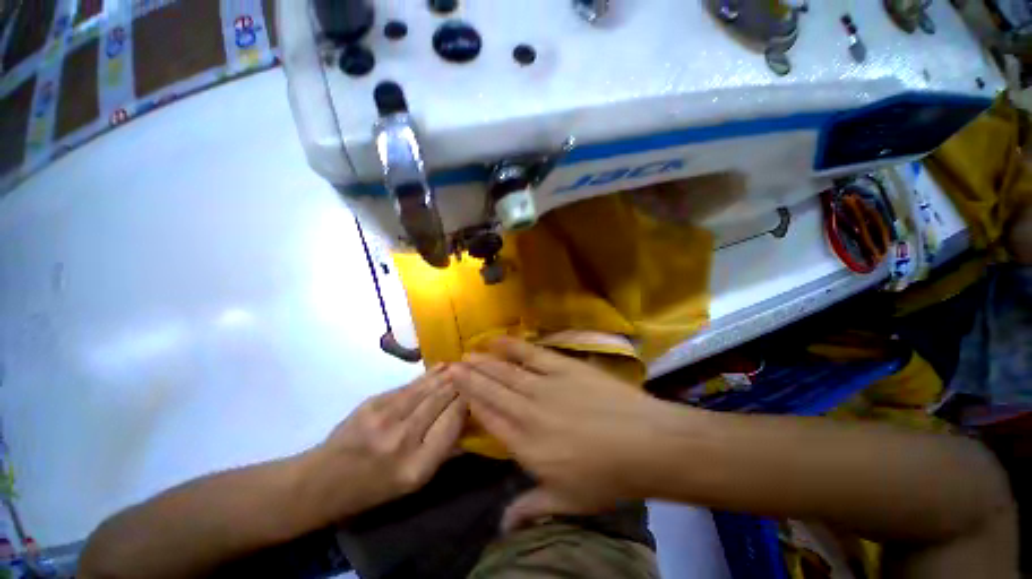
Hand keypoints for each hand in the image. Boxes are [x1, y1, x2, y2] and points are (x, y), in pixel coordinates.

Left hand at [303, 368, 466, 517]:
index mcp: (418, 465)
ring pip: (427, 388)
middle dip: (461, 384)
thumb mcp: (415, 482)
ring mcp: (386, 416)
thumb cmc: (375, 487)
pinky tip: (441, 368)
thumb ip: (445, 452)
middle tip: (475, 372)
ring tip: (462, 365)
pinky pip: (409, 385)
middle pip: (442, 400)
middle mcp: (404, 438)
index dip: (468, 402)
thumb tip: (470, 422)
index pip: (453, 422)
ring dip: (447, 375)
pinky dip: (428, 375)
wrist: (324, 480)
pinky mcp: (374, 402)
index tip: (478, 392)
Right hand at [447, 338, 696, 526]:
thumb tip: (502, 528)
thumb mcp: (567, 502)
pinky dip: (512, 346)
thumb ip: (531, 510)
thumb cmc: (607, 477)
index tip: (456, 391)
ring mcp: (545, 385)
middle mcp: (527, 411)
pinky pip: (531, 353)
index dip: (470, 403)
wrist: (645, 443)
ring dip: (483, 362)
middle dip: (468, 378)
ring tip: (466, 355)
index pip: (488, 419)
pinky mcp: (563, 367)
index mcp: (525, 445)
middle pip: (490, 391)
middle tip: (451, 366)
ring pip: (504, 371)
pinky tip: (497, 340)